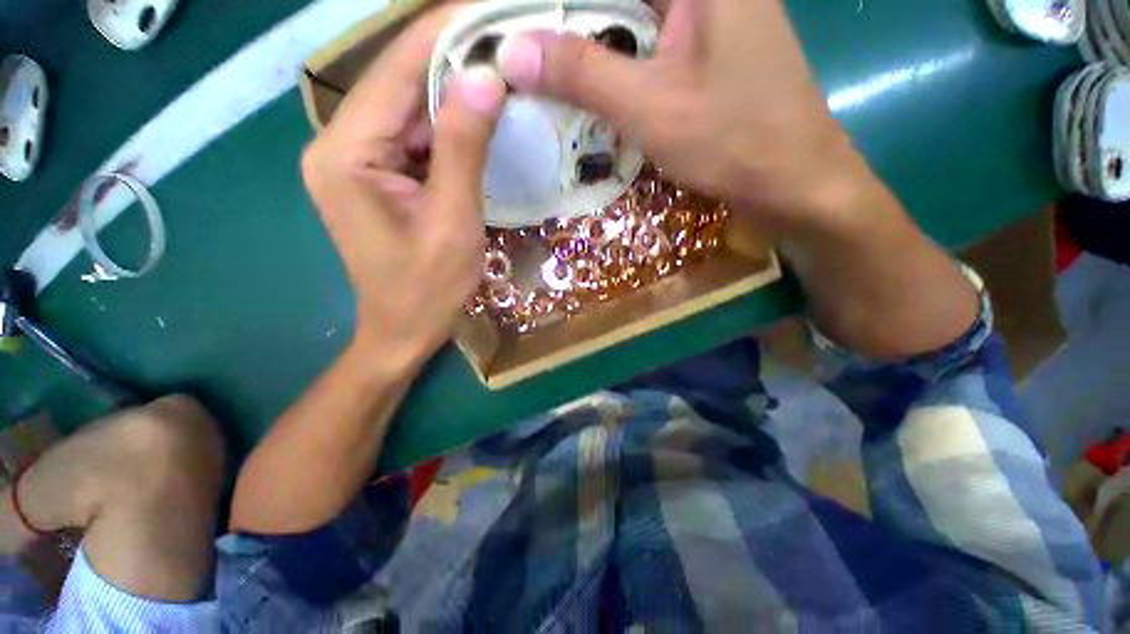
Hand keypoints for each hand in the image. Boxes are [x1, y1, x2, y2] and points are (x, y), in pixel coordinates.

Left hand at [302, 8, 505, 364]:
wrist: (404, 329)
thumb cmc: (428, 287)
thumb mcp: (453, 220)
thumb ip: (464, 148)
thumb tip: (486, 77)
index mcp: (347, 153)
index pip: (396, 71)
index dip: (441, 32)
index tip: (485, 8)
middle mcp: (340, 144)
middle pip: (399, 84)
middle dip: (450, 57)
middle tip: (501, 37)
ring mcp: (356, 161)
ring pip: (409, 110)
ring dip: (453, 92)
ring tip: (499, 70)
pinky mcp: (376, 177)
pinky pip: (414, 138)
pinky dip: (447, 127)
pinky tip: (479, 118)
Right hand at [498, 0, 865, 233]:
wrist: (792, 180)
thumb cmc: (731, 140)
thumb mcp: (649, 108)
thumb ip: (581, 74)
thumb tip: (511, 52)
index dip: (561, 4)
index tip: (521, 25)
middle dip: (570, 20)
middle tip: (525, 49)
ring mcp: (708, 14)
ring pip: (630, 15)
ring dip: (589, 41)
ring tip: (544, 66)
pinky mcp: (706, 48)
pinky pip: (646, 40)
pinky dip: (615, 59)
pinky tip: (588, 81)